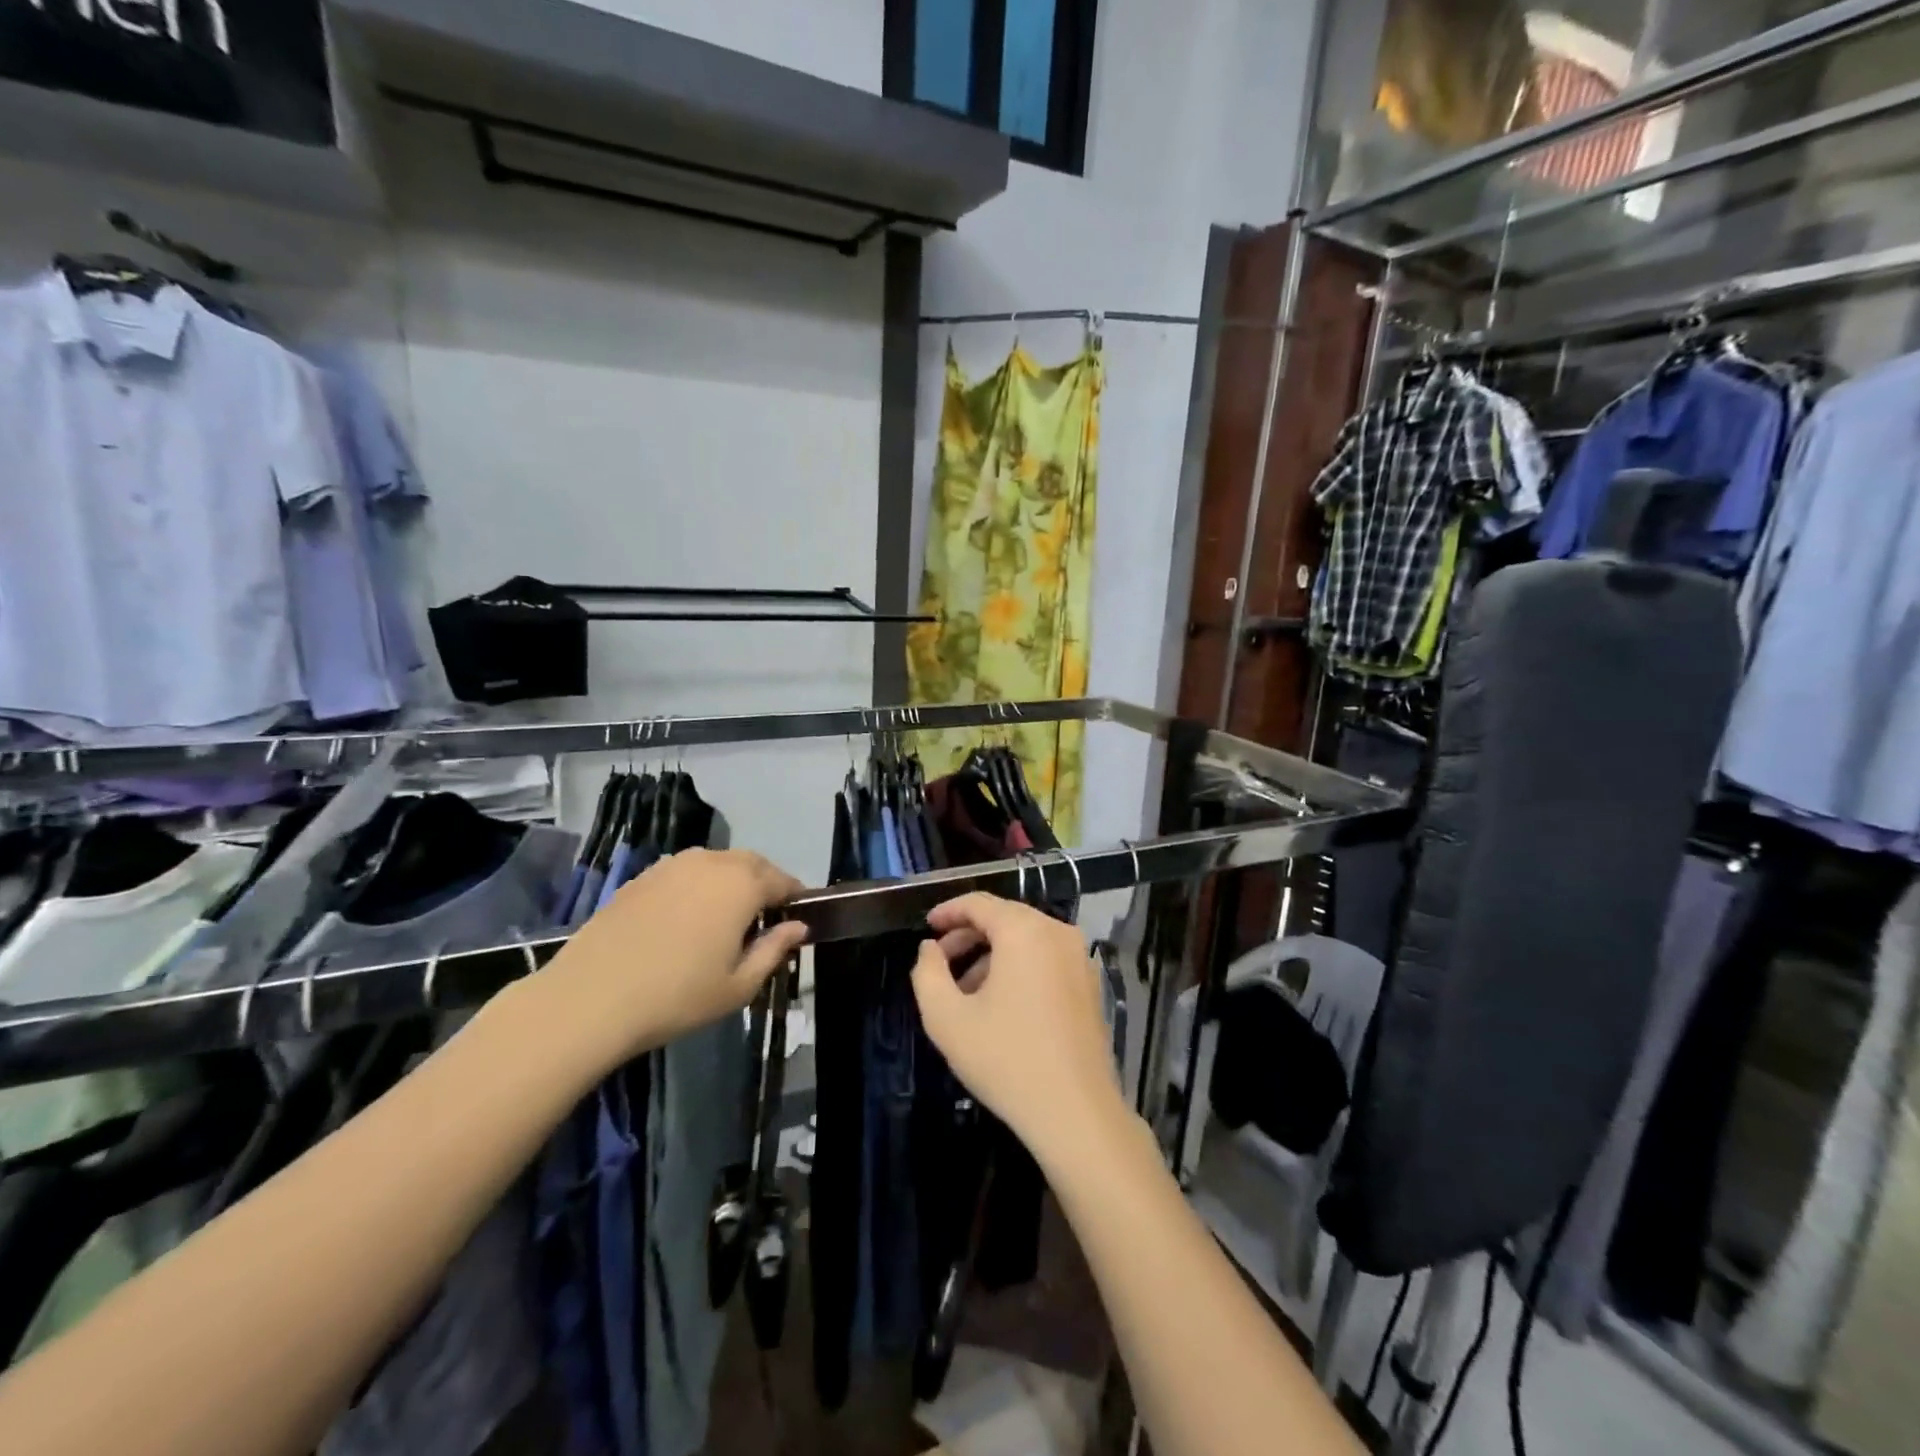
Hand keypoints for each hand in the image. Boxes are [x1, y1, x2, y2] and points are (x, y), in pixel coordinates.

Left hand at [546, 849, 808, 1067]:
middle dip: (764, 883)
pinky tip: (686, 918)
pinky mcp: (642, 877)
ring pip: (716, 863)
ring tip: (725, 916)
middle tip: (765, 916)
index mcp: (742, 884)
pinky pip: (684, 872)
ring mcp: (673, 865)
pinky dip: (697, 886)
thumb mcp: (739, 985)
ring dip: (730, 881)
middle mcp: (712, 862)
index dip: (795, 897)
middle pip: (751, 863)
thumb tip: (797, 927)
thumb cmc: (677, 996)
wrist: (591, 998)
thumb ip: (774, 950)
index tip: (797, 917)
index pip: (782, 880)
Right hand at [911, 894, 1125, 1162]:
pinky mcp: (1090, 983)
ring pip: (1026, 939)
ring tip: (965, 990)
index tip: (926, 927)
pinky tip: (1000, 1004)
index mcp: (1024, 931)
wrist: (1076, 1112)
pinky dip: (1019, 967)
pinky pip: (1046, 958)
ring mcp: (1080, 958)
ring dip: (992, 954)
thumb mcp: (946, 1018)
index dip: (948, 911)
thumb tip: (929, 948)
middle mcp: (1057, 932)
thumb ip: (927, 973)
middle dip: (968, 935)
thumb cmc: (1006, 1059)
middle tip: (940, 962)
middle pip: (1004, 918)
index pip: (979, 903)